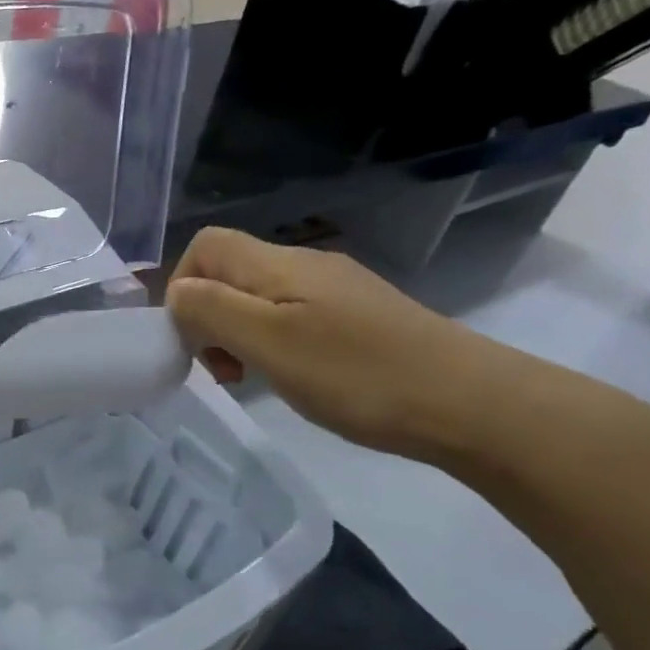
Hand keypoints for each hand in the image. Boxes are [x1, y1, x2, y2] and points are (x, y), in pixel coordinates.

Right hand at [165, 227, 517, 461]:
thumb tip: (179, 293)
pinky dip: (272, 343)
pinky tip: (292, 377)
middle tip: (222, 369)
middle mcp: (305, 266)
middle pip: (230, 272)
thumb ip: (212, 310)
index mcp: (279, 266)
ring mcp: (336, 290)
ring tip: (251, 378)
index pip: (205, 246)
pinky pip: (292, 316)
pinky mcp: (358, 317)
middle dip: (207, 317)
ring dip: (237, 334)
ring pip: (259, 297)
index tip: (191, 339)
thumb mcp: (269, 343)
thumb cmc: (357, 374)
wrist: (470, 403)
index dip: (182, 286)